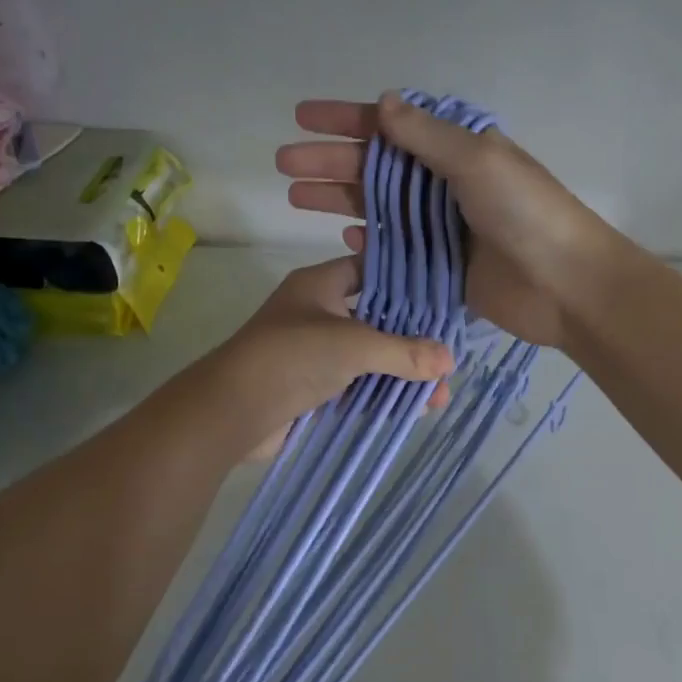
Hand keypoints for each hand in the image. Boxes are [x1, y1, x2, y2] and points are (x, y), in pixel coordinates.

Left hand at [204, 255, 453, 459]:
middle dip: (412, 340)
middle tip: (448, 357)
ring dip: (401, 374)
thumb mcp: (354, 345)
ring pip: (368, 358)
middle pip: (375, 319)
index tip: (443, 298)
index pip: (369, 270)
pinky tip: (413, 409)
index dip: (405, 281)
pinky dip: (382, 396)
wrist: (232, 411)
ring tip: (439, 394)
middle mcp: (317, 314)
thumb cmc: (291, 357)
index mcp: (319, 285)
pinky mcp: (312, 389)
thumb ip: (404, 351)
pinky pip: (356, 387)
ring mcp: (314, 353)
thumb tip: (450, 360)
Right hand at [278, 92, 619, 346]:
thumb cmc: (525, 213)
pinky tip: (343, 240)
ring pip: (379, 208)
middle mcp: (445, 184)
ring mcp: (442, 228)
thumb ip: (426, 136)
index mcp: (456, 150)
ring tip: (295, 197)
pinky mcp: (441, 267)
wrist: (565, 284)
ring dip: (339, 200)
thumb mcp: (476, 160)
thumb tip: (383, 103)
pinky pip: (396, 250)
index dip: (345, 120)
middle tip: (283, 164)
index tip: (301, 117)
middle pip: (376, 168)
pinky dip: (371, 244)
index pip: (390, 127)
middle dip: (329, 162)